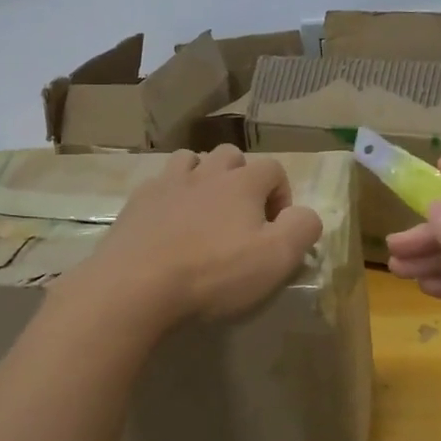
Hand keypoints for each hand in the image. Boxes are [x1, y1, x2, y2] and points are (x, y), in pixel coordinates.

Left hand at [73, 146, 323, 329]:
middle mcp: (205, 172)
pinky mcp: (137, 202)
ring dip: (204, 178)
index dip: (281, 195)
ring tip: (204, 213)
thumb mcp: (276, 258)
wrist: (135, 284)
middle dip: (242, 179)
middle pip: (231, 156)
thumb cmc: (213, 273)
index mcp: (242, 182)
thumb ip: (302, 229)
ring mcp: (167, 183)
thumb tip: (305, 215)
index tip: (275, 229)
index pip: (274, 169)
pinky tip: (168, 225)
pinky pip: (159, 185)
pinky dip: (170, 197)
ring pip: (192, 161)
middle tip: (241, 218)